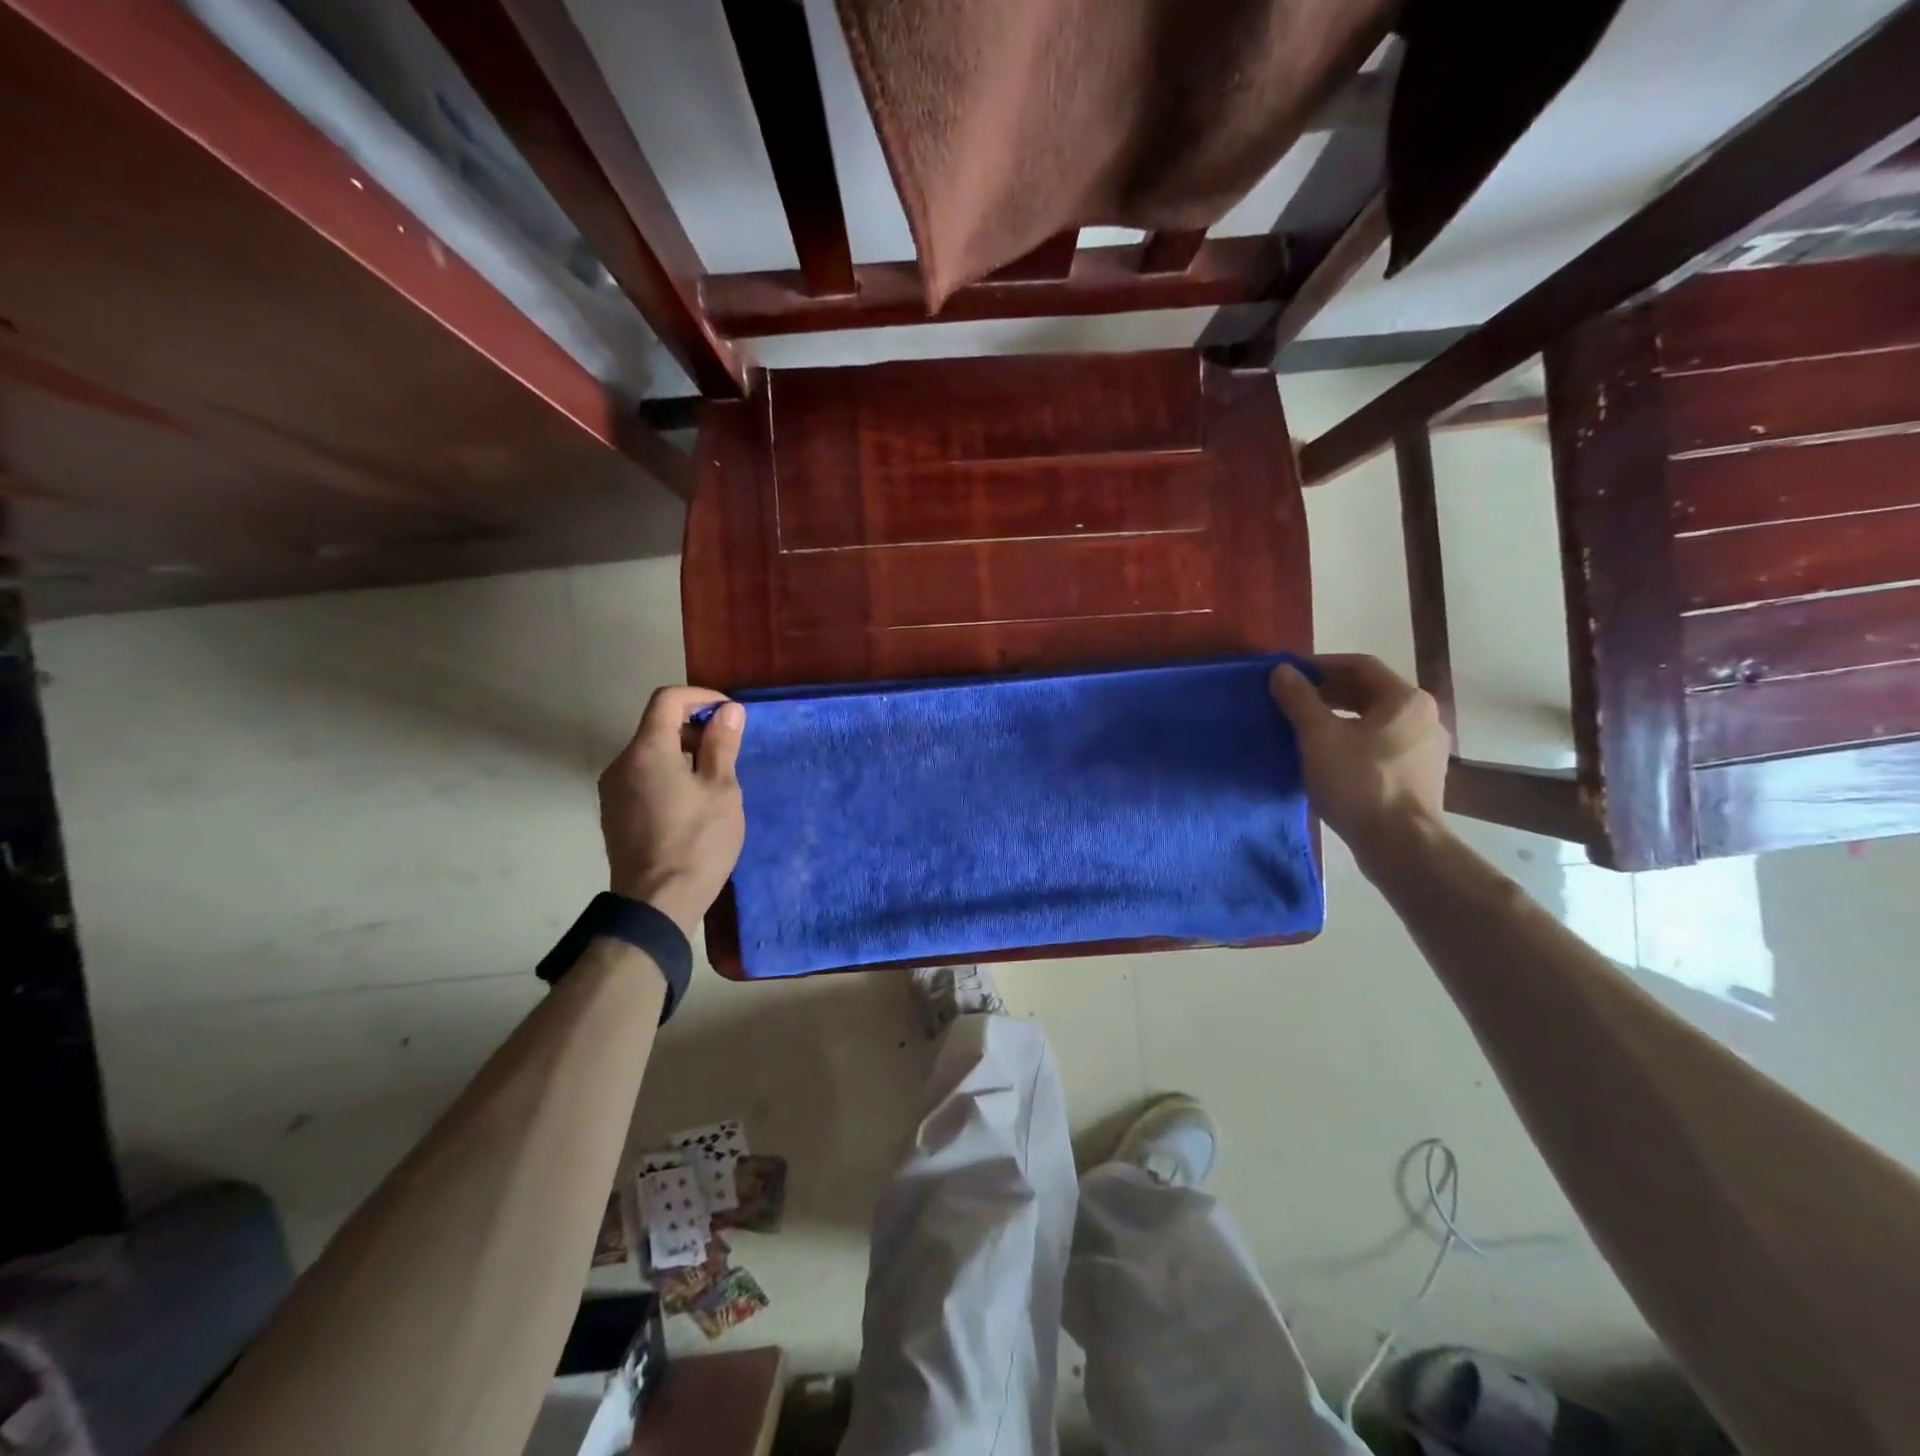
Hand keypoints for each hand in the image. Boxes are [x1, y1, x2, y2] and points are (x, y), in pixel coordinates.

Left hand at [599, 687, 745, 937]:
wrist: (656, 904)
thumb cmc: (697, 842)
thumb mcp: (721, 790)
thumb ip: (721, 745)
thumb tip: (728, 711)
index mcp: (648, 750)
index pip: (668, 700)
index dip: (701, 697)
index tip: (729, 714)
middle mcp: (622, 763)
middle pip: (656, 726)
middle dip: (694, 728)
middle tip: (728, 750)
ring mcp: (613, 790)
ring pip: (650, 753)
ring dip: (682, 753)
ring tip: (714, 780)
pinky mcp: (614, 814)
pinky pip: (642, 778)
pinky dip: (667, 774)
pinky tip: (691, 803)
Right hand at [1268, 655, 1450, 861]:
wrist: (1400, 845)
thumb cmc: (1359, 782)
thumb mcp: (1319, 737)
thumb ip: (1299, 699)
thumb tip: (1282, 670)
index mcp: (1406, 699)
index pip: (1360, 665)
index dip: (1321, 665)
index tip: (1289, 675)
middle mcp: (1423, 718)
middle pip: (1369, 692)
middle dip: (1328, 692)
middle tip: (1291, 701)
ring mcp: (1425, 749)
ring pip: (1375, 721)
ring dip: (1338, 718)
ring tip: (1304, 728)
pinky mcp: (1419, 777)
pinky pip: (1381, 746)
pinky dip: (1353, 741)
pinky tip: (1327, 758)